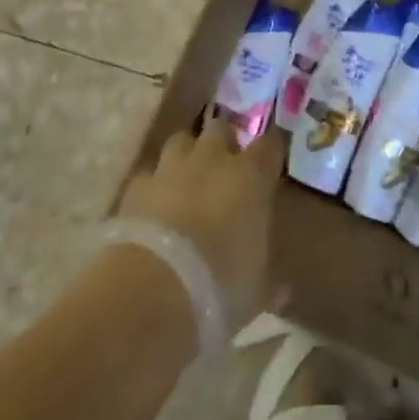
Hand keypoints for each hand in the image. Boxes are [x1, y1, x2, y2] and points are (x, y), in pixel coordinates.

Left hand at [116, 117, 284, 332]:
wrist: (152, 289)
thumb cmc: (220, 285)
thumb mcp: (256, 291)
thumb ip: (269, 280)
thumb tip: (282, 289)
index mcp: (251, 175)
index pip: (269, 145)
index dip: (269, 153)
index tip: (269, 166)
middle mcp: (212, 158)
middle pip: (220, 128)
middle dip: (223, 142)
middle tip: (225, 168)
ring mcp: (171, 167)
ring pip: (181, 140)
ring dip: (186, 155)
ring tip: (188, 180)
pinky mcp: (136, 186)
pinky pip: (148, 174)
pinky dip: (153, 185)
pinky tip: (154, 206)